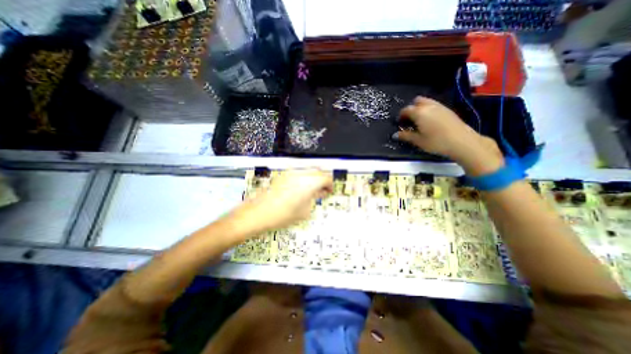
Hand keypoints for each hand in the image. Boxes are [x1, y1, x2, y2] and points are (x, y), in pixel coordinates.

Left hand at [224, 169, 331, 237]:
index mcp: (309, 182)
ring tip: (311, 191)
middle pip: (318, 171)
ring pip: (308, 171)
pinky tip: (300, 189)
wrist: (258, 213)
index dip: (330, 184)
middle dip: (323, 180)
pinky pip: (299, 173)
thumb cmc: (283, 215)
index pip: (326, 177)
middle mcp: (301, 173)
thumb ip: (314, 198)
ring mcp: (291, 173)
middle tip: (322, 191)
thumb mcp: (304, 211)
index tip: (329, 192)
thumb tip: (319, 193)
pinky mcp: (283, 175)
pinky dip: (304, 178)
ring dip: (313, 178)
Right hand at [393, 97, 502, 174]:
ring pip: (427, 102)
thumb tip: (394, 135)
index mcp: (419, 113)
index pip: (406, 110)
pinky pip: (434, 105)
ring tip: (419, 120)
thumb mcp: (418, 141)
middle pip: (417, 101)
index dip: (401, 116)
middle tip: (409, 120)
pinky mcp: (448, 110)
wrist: (462, 141)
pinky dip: (429, 109)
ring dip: (420, 108)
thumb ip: (405, 136)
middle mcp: (429, 106)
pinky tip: (430, 121)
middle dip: (411, 108)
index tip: (399, 123)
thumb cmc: (436, 142)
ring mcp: (440, 106)